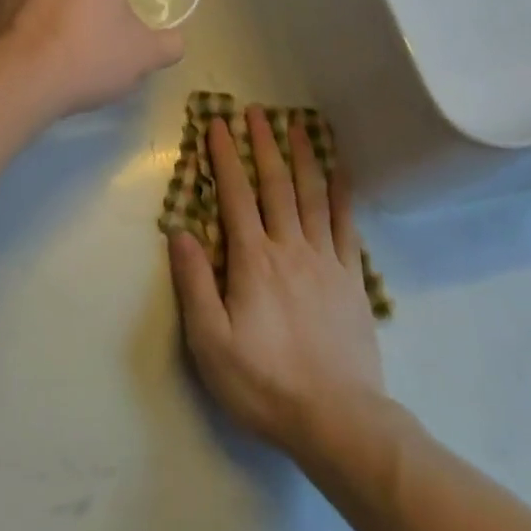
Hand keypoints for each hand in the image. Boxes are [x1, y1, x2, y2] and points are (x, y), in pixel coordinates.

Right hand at [167, 107, 384, 455]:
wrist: (338, 420)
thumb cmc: (264, 383)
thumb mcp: (210, 342)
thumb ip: (194, 283)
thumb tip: (179, 231)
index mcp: (253, 260)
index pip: (235, 196)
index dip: (224, 157)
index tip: (217, 124)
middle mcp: (290, 248)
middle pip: (275, 185)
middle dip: (263, 144)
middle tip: (256, 111)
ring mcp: (326, 261)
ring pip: (313, 196)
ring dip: (303, 157)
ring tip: (297, 124)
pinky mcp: (352, 279)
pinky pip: (346, 225)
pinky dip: (342, 193)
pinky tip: (341, 172)